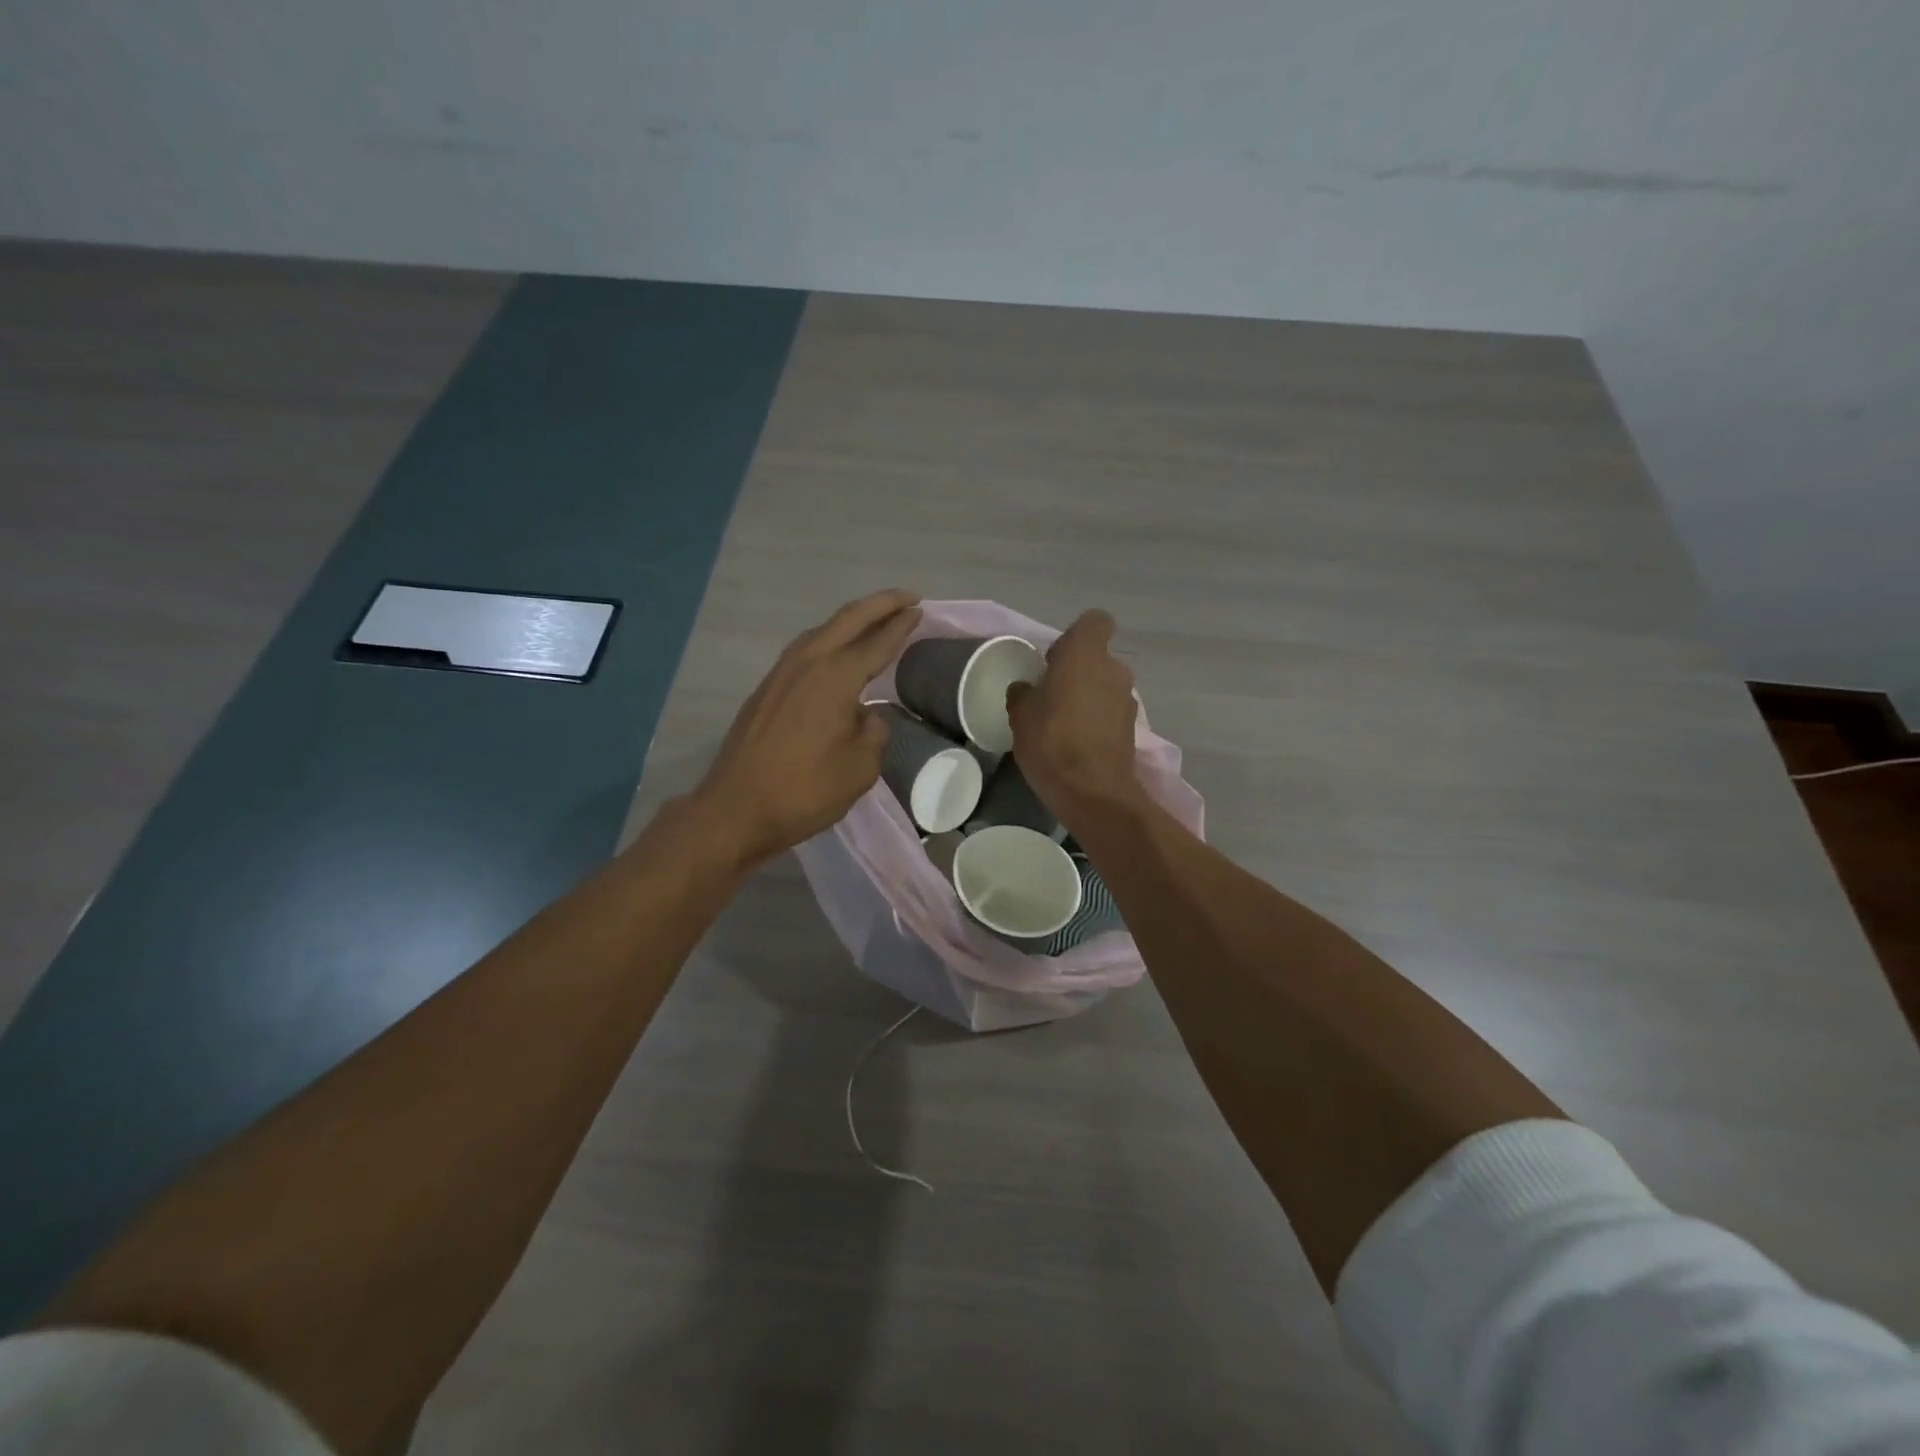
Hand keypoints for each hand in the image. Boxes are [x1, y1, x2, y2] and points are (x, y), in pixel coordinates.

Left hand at [690, 589, 922, 867]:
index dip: (901, 625)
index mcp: (835, 677)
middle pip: (848, 619)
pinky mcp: (766, 689)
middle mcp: (807, 663)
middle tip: (907, 599)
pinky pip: (806, 650)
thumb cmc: (804, 791)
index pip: (877, 642)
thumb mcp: (860, 768)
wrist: (735, 809)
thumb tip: (864, 715)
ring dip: (852, 620)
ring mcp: (781, 673)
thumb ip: (872, 732)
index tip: (921, 610)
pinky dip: (830, 640)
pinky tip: (836, 654)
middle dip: (880, 604)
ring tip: (875, 621)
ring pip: (822, 631)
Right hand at [1006, 609, 1142, 820]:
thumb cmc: (1051, 742)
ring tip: (1064, 722)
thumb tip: (1027, 688)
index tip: (1055, 658)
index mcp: (1086, 655)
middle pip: (1098, 658)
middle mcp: (1114, 670)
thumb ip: (1023, 693)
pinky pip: (1111, 712)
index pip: (1095, 622)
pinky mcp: (1132, 728)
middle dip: (1078, 670)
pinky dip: (1098, 720)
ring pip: (1106, 686)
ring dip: (1089, 696)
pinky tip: (1078, 742)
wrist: (1092, 791)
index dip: (1076, 636)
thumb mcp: (1020, 715)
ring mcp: (1128, 700)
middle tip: (1052, 694)